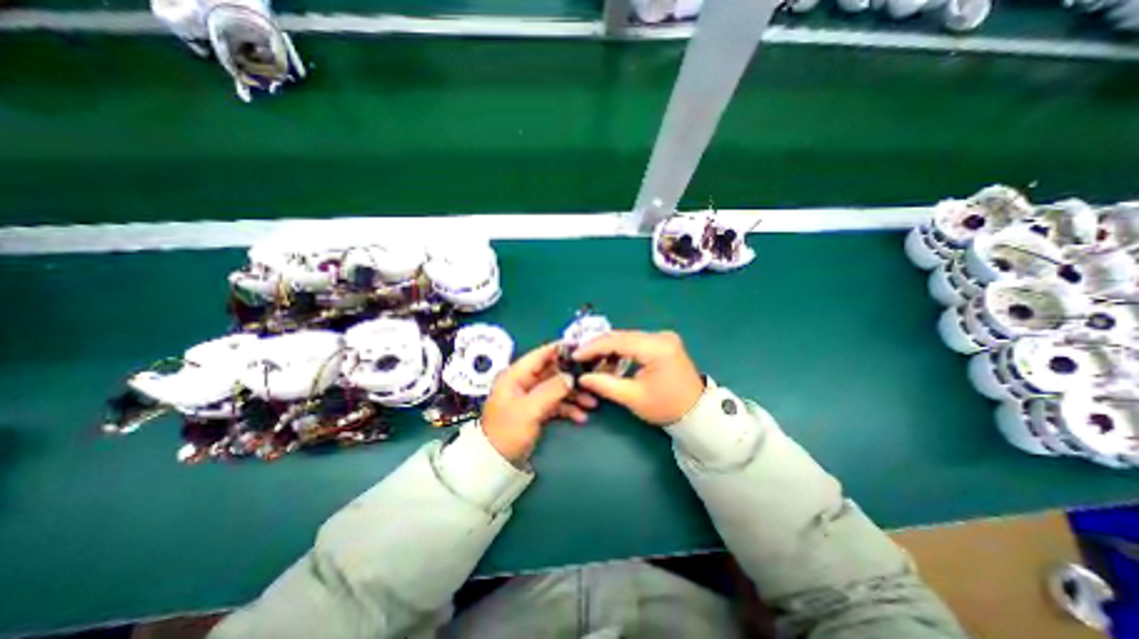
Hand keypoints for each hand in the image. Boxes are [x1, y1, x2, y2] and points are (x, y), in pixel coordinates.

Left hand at [480, 341, 599, 460]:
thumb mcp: (529, 409)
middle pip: (551, 372)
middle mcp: (523, 382)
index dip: (559, 349)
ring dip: (573, 394)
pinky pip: (555, 403)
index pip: (540, 355)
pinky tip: (580, 416)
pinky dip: (568, 408)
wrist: (495, 463)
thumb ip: (551, 389)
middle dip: (572, 376)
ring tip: (592, 402)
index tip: (580, 347)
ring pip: (556, 388)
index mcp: (516, 375)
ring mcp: (530, 397)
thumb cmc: (508, 432)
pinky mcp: (536, 410)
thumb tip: (571, 376)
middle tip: (592, 378)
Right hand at [569, 332, 704, 426]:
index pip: (617, 341)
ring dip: (609, 349)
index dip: (593, 347)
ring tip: (594, 363)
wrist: (697, 413)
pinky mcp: (663, 342)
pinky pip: (636, 342)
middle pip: (622, 336)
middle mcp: (660, 336)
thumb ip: (605, 384)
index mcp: (656, 348)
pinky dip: (621, 351)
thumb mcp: (633, 398)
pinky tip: (611, 362)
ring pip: (627, 338)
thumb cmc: (666, 407)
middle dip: (599, 347)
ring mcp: (663, 337)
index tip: (575, 355)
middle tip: (581, 358)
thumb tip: (582, 377)